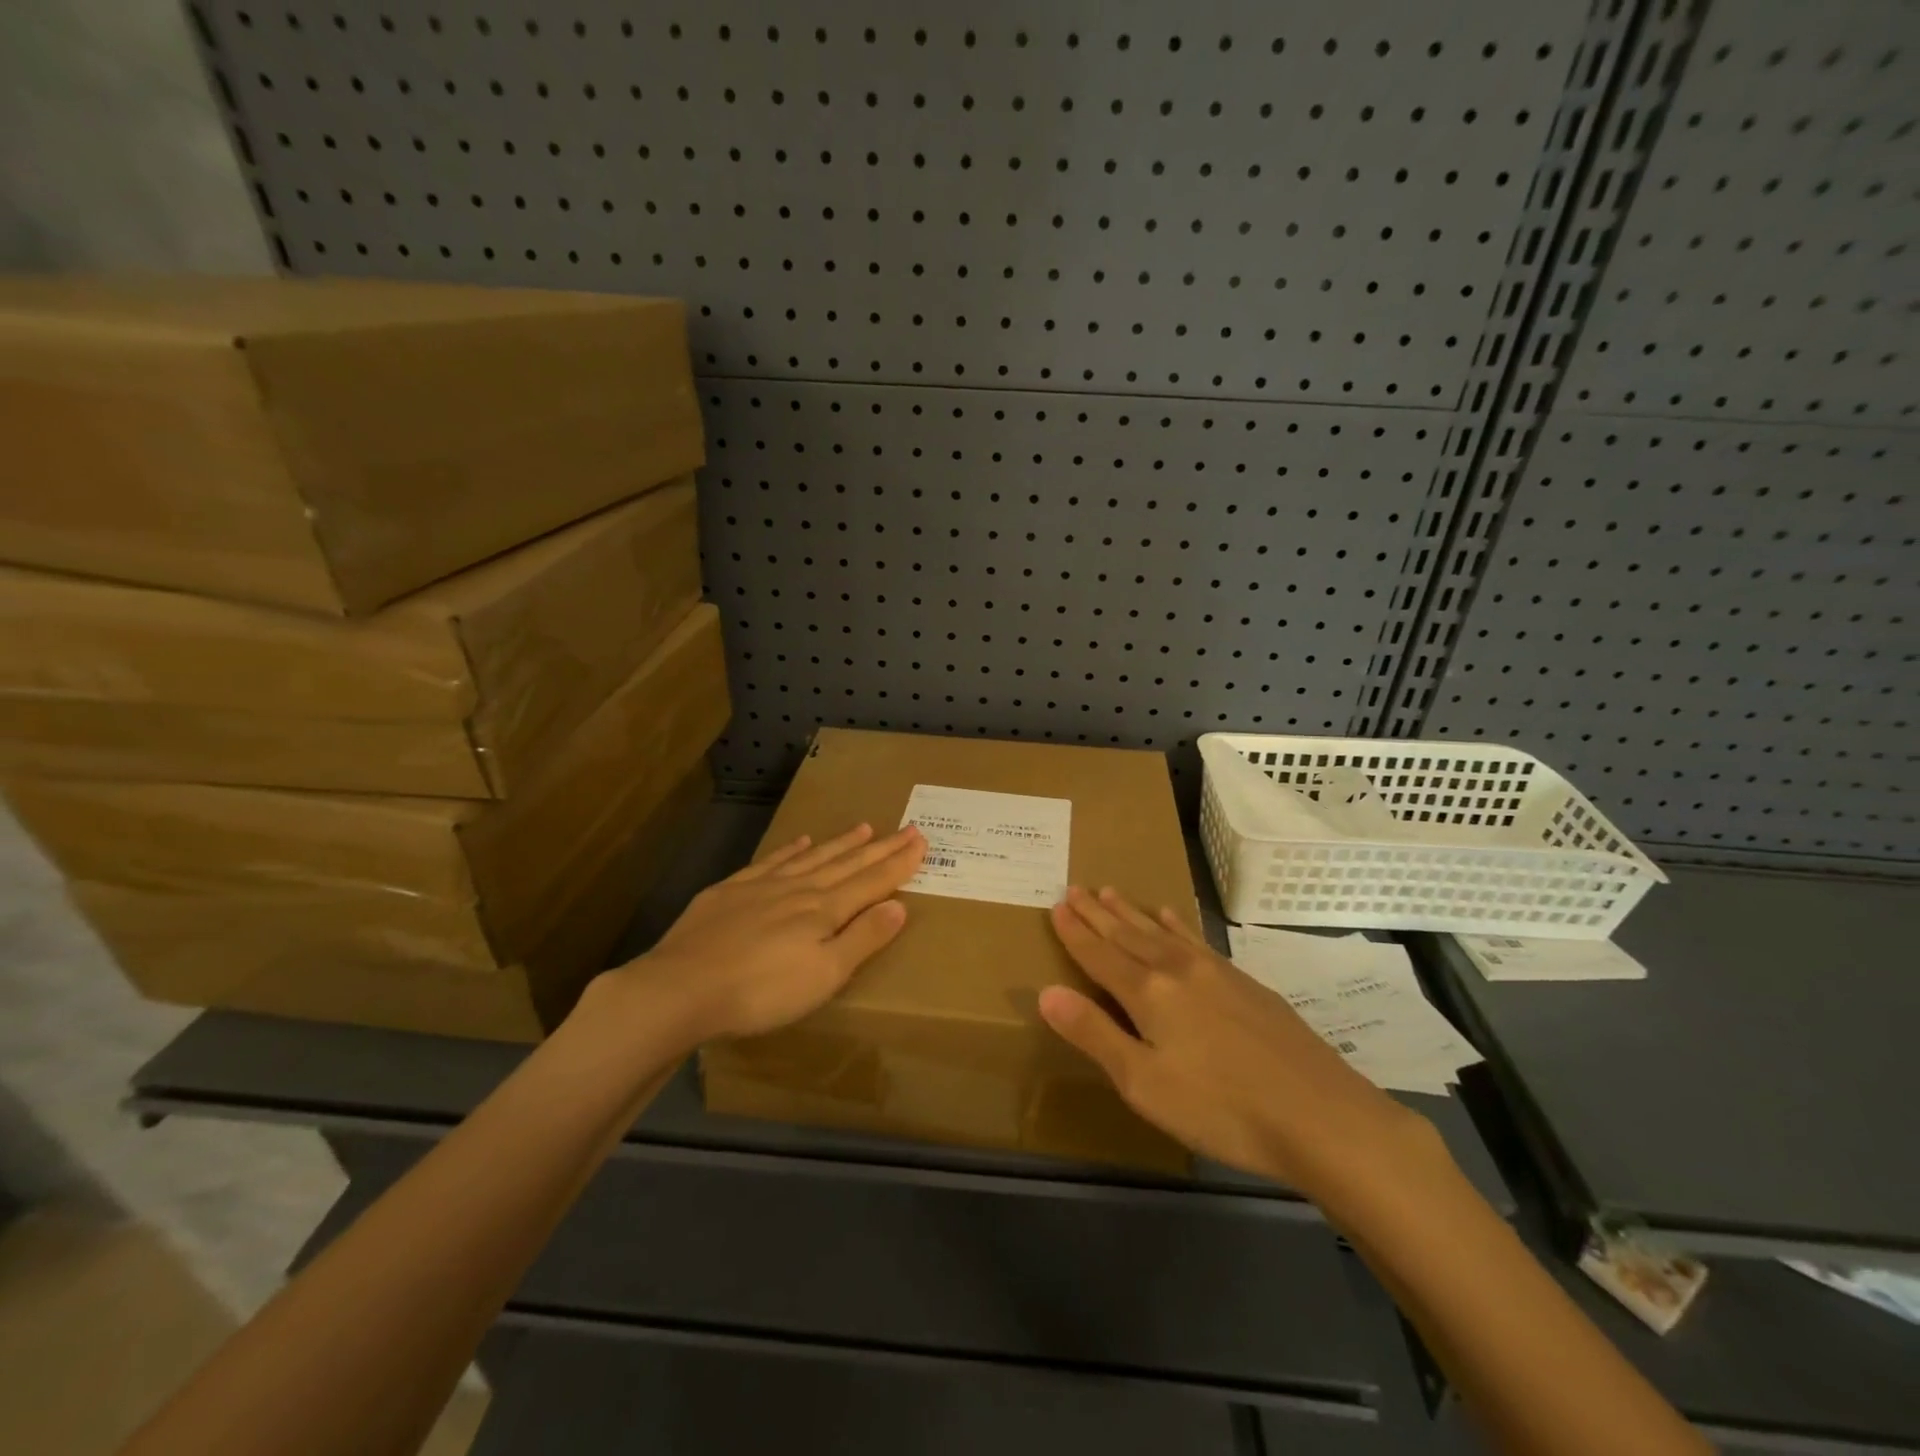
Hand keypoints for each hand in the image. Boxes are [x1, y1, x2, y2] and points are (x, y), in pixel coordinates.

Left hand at [605, 822, 925, 1047]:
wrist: (682, 987)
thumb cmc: (762, 991)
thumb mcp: (824, 975)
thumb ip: (863, 939)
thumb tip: (899, 906)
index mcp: (825, 911)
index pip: (872, 881)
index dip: (899, 862)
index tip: (921, 840)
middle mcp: (800, 889)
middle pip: (848, 863)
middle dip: (881, 847)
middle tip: (907, 828)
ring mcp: (763, 886)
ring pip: (813, 857)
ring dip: (842, 843)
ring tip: (865, 827)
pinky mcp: (731, 891)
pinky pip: (772, 861)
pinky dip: (792, 849)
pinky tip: (803, 841)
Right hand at [1040, 886, 1440, 1199]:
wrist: (1320, 1116)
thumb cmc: (1221, 1109)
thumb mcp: (1144, 1084)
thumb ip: (1094, 1034)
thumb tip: (1046, 992)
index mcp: (1149, 993)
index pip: (1100, 954)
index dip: (1075, 932)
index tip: (1056, 905)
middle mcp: (1178, 969)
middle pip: (1128, 935)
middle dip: (1098, 913)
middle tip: (1075, 888)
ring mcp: (1216, 971)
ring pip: (1161, 931)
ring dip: (1132, 912)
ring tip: (1110, 891)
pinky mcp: (1246, 983)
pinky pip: (1197, 939)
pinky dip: (1178, 924)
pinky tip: (1173, 916)